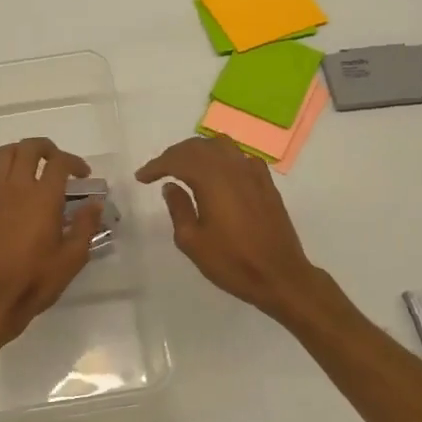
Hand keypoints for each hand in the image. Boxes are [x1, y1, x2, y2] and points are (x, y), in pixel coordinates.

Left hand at [0, 137, 101, 347]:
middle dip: (46, 148)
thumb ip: (86, 226)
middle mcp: (17, 188)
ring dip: (19, 154)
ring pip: (3, 155)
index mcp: (44, 198)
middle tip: (57, 163)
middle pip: (29, 148)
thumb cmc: (35, 280)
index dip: (75, 162)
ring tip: (30, 168)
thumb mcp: (72, 258)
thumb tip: (95, 204)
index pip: (60, 162)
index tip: (83, 176)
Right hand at [135, 135, 321, 322]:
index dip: (156, 165)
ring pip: (221, 146)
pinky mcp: (266, 182)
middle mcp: (233, 167)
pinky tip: (218, 173)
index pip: (178, 159)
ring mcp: (253, 172)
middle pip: (198, 147)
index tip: (141, 177)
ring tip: (184, 167)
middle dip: (174, 154)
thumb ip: (178, 208)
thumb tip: (171, 186)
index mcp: (212, 179)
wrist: (279, 275)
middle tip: (158, 170)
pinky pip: (240, 157)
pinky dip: (222, 158)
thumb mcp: (192, 241)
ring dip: (198, 151)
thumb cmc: (231, 262)